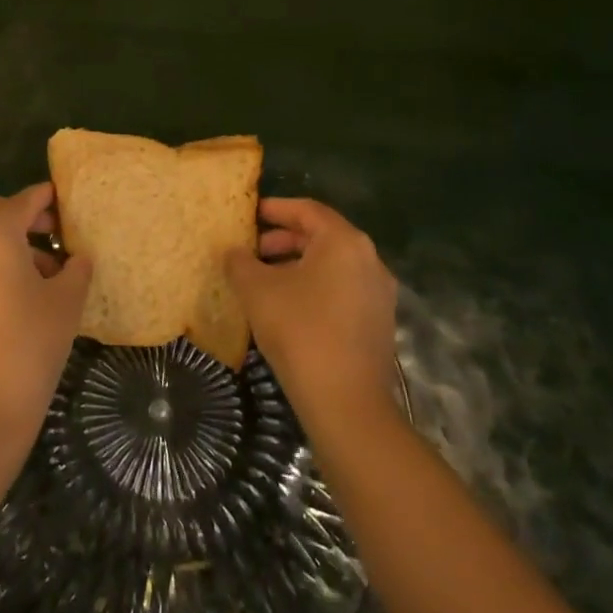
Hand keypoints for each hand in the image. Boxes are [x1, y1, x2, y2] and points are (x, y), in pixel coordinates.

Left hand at [0, 184, 92, 460]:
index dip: (47, 198)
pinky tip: (14, 297)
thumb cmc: (28, 348)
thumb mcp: (66, 304)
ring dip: (5, 241)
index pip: (23, 201)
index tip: (65, 200)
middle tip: (53, 233)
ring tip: (42, 271)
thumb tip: (77, 258)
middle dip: (22, 215)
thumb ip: (76, 270)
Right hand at [227, 198, 395, 423]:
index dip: (275, 209)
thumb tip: (234, 251)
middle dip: (283, 240)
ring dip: (297, 265)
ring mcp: (378, 293)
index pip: (307, 210)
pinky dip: (314, 287)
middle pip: (321, 236)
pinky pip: (341, 289)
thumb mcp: (257, 290)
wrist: (347, 403)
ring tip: (263, 280)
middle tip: (251, 250)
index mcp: (344, 242)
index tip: (249, 214)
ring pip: (332, 265)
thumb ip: (240, 262)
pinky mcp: (378, 322)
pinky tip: (287, 308)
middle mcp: (369, 259)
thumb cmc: (300, 331)